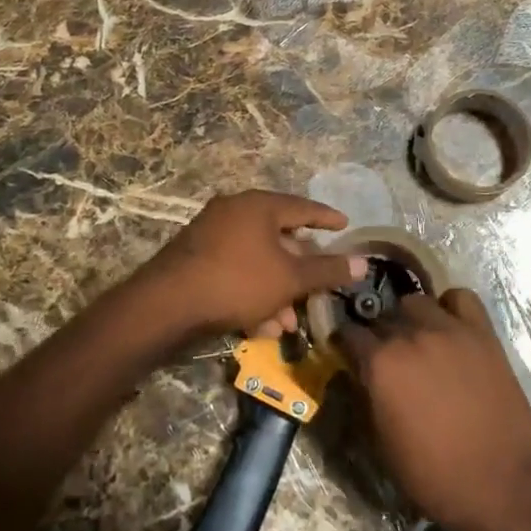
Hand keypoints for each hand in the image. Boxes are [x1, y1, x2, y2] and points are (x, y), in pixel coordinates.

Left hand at [121, 190, 366, 343]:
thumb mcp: (290, 279)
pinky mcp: (195, 257)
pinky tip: (259, 326)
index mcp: (258, 205)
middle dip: (299, 269)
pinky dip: (252, 292)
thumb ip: (327, 270)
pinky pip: (235, 270)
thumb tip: (363, 262)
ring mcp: (211, 233)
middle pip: (278, 236)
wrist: (168, 304)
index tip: (345, 224)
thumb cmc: (238, 281)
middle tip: (316, 286)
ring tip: (286, 322)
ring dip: (276, 290)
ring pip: (256, 259)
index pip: (302, 206)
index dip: (326, 217)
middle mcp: (234, 211)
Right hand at [338, 287, 530, 530]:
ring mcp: (449, 329)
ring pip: (417, 302)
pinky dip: (451, 307)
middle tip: (386, 353)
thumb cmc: (433, 475)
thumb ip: (368, 393)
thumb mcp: (383, 440)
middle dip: (379, 332)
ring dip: (411, 318)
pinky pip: (461, 298)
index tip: (348, 351)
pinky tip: (451, 327)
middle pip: (383, 315)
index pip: (349, 333)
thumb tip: (361, 371)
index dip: (346, 343)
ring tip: (419, 338)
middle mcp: (411, 335)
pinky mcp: (482, 333)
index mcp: (381, 363)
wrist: (499, 486)